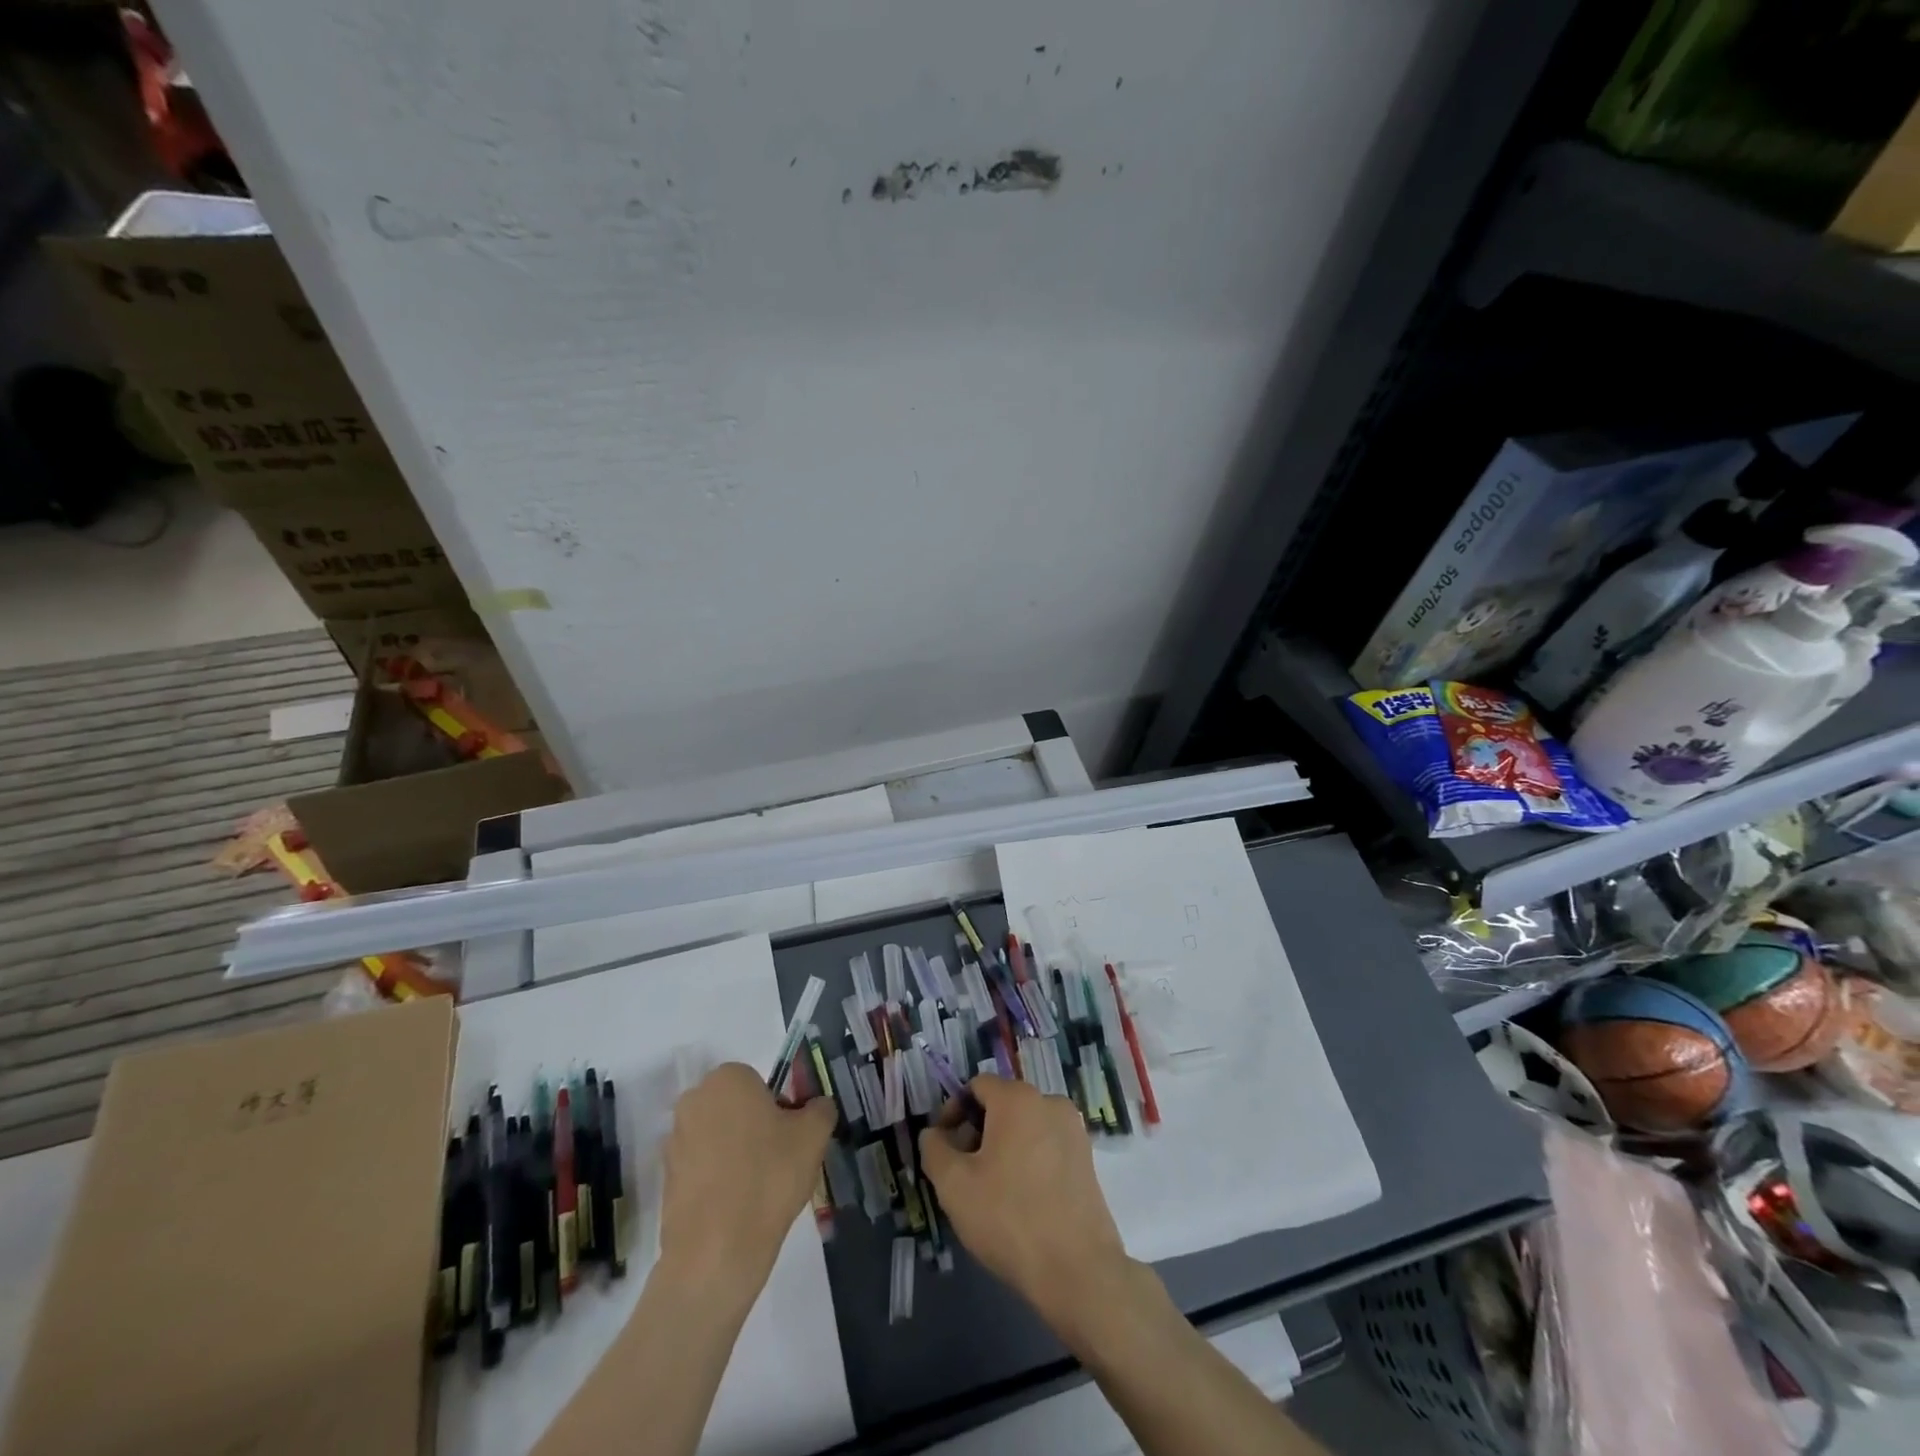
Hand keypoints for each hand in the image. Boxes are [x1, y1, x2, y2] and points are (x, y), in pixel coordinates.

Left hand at [657, 1063, 834, 1312]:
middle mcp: (694, 1100)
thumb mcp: (814, 1135)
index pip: (759, 1082)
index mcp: (727, 1078)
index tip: (789, 1136)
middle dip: (754, 1126)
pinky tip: (735, 1207)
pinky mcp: (665, 1178)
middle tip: (777, 1160)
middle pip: (735, 1106)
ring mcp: (674, 1140)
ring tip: (757, 1189)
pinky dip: (717, 1179)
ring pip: (717, 1136)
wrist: (717, 1251)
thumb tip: (817, 1106)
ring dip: (735, 1153)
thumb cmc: (769, 1177)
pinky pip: (701, 1167)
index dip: (778, 1107)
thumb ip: (821, 1108)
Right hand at [918, 1075, 1132, 1338]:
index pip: (977, 1086)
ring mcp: (1073, 1130)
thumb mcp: (953, 1185)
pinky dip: (1029, 1159)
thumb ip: (934, 1148)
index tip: (944, 1147)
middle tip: (964, 1171)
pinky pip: (1047, 1144)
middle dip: (978, 1130)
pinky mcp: (1087, 1158)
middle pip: (1002, 1104)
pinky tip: (1021, 1199)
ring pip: (1025, 1125)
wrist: (1077, 1270)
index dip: (953, 1111)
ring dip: (1003, 1146)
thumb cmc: (1009, 1218)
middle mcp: (1050, 1102)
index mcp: (1018, 1098)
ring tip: (991, 1188)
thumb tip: (934, 1133)